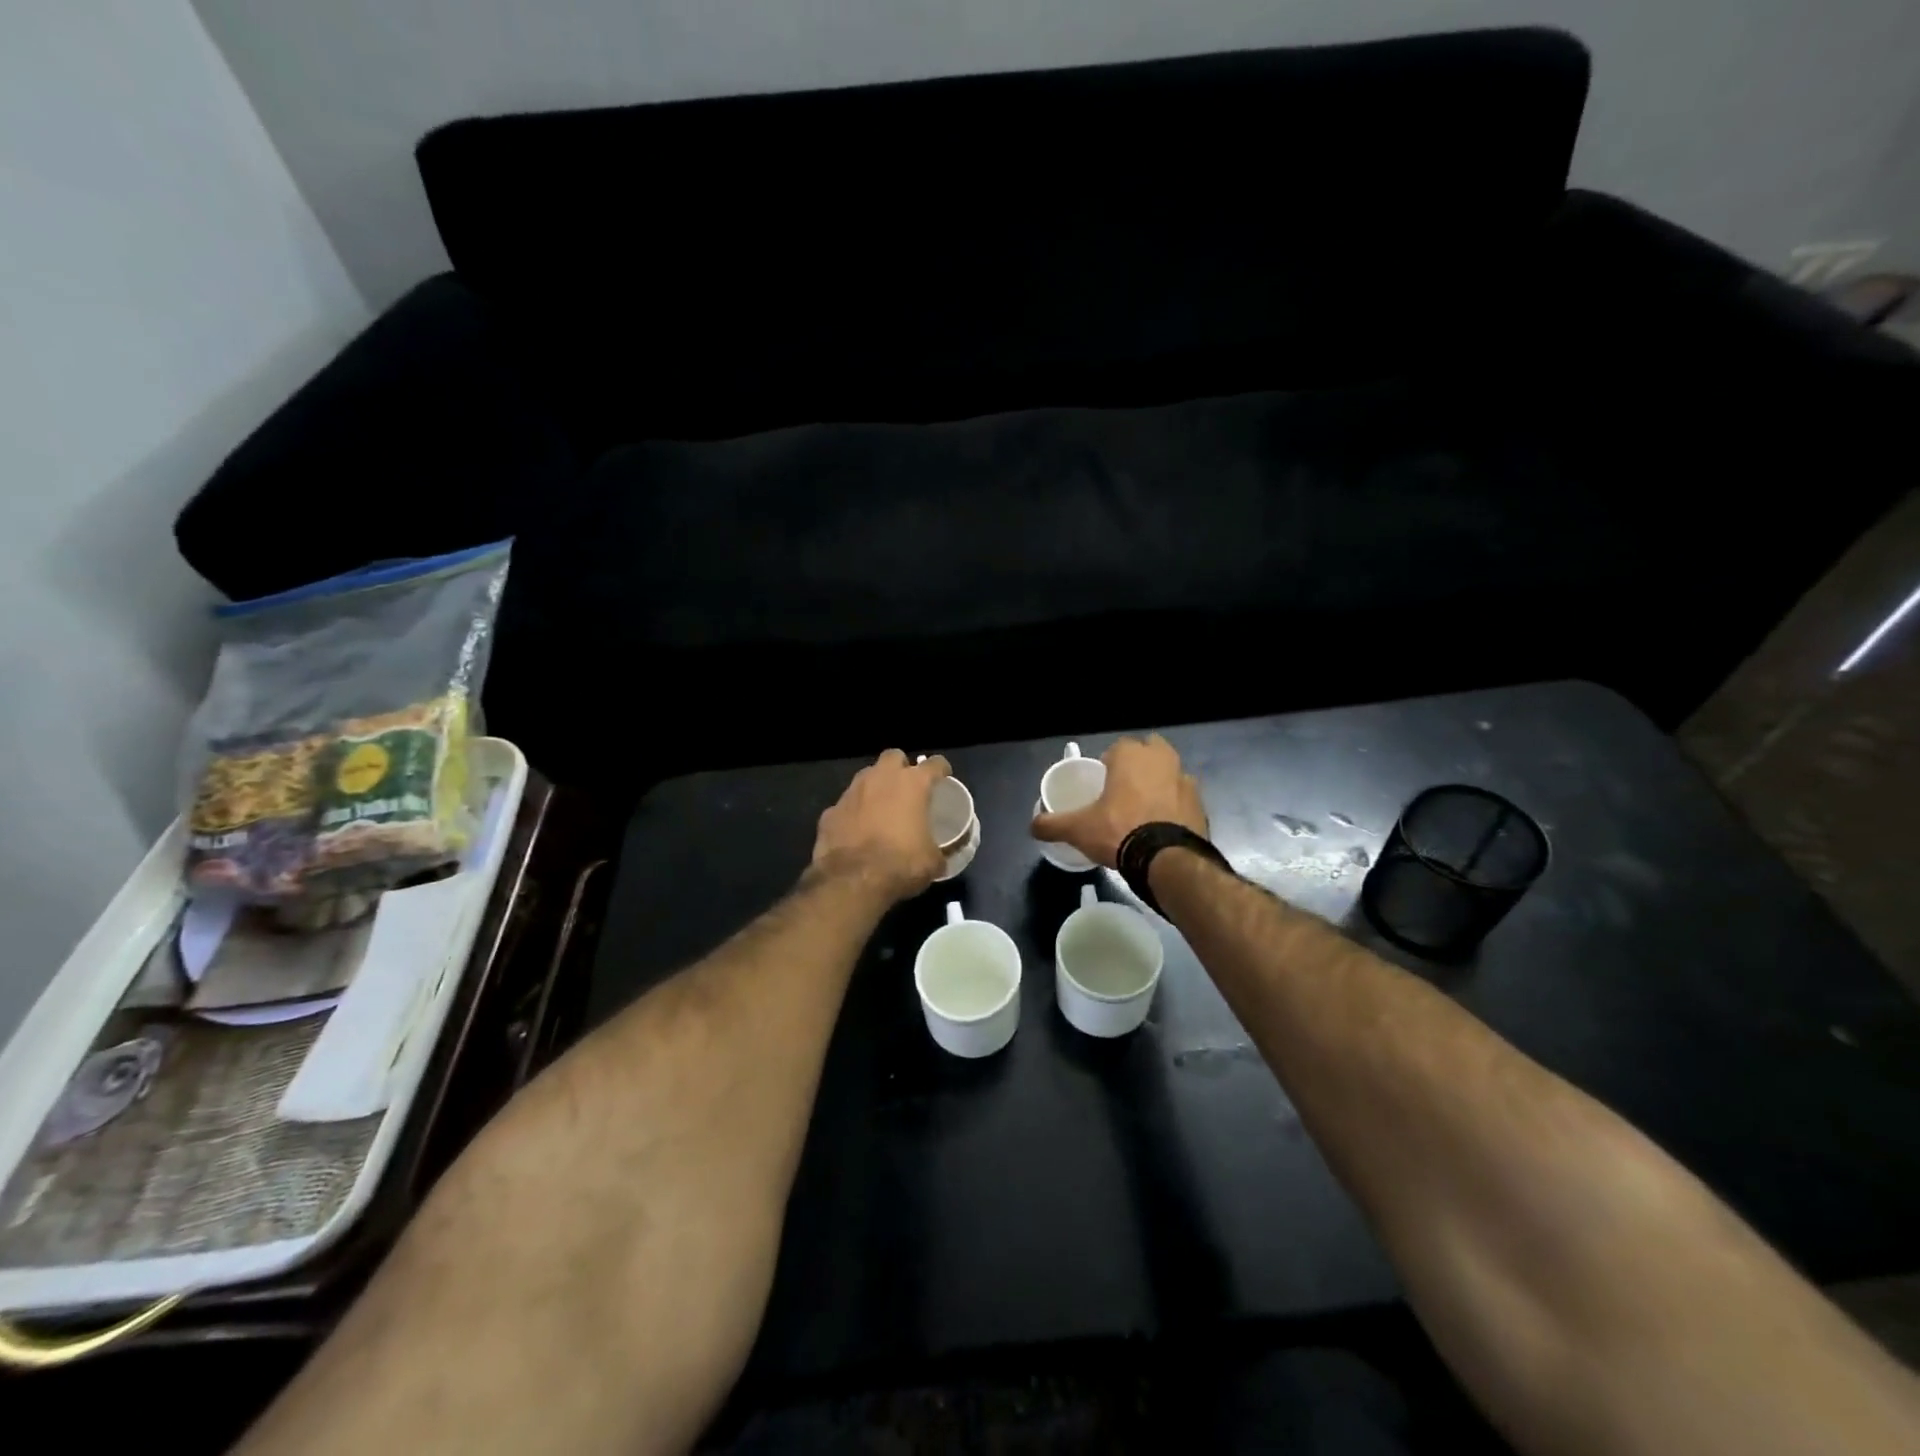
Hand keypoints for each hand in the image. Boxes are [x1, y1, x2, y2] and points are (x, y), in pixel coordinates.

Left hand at [812, 749, 950, 901]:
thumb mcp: (933, 861)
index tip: (943, 777)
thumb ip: (939, 851)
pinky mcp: (831, 811)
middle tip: (907, 787)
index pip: (934, 764)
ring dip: (875, 787)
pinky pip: (846, 805)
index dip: (941, 769)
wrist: (853, 881)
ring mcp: (852, 792)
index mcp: (912, 784)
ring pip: (866, 777)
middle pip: (893, 757)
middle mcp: (881, 779)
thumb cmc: (901, 864)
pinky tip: (856, 830)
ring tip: (881, 808)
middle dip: (901, 767)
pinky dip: (853, 813)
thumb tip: (942, 857)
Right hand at [1031, 734, 1207, 868]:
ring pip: (1170, 773)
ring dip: (1160, 784)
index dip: (1109, 763)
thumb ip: (1053, 824)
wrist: (1167, 859)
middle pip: (1150, 752)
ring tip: (1144, 809)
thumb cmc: (1119, 831)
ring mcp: (1186, 780)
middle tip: (1124, 791)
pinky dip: (1175, 806)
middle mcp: (1162, 759)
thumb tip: (1032, 826)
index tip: (1102, 782)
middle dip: (1139, 765)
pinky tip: (1162, 826)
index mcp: (1131, 755)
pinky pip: (1184, 798)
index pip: (1118, 747)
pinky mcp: (1201, 804)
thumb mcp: (1078, 829)